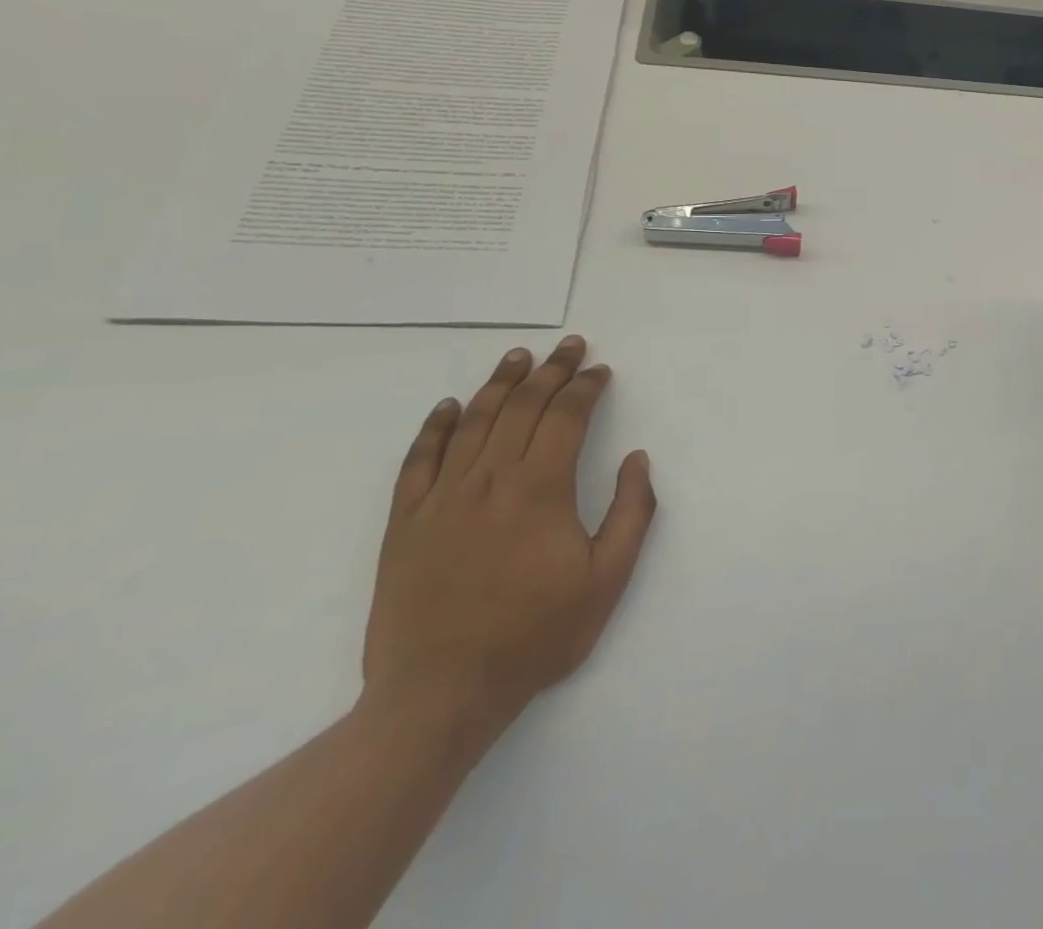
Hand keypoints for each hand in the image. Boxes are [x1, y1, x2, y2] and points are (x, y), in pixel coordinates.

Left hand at [362, 337, 655, 736]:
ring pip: (473, 422)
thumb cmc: (533, 637)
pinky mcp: (404, 524)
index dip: (586, 387)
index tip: (601, 371)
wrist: (439, 697)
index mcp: (540, 490)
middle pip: (522, 407)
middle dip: (551, 370)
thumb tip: (638, 460)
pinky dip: (435, 427)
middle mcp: (489, 481)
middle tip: (570, 346)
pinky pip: (418, 461)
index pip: (566, 417)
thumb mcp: (606, 581)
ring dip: (500, 383)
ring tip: (519, 356)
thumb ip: (632, 514)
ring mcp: (441, 499)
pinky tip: (449, 406)